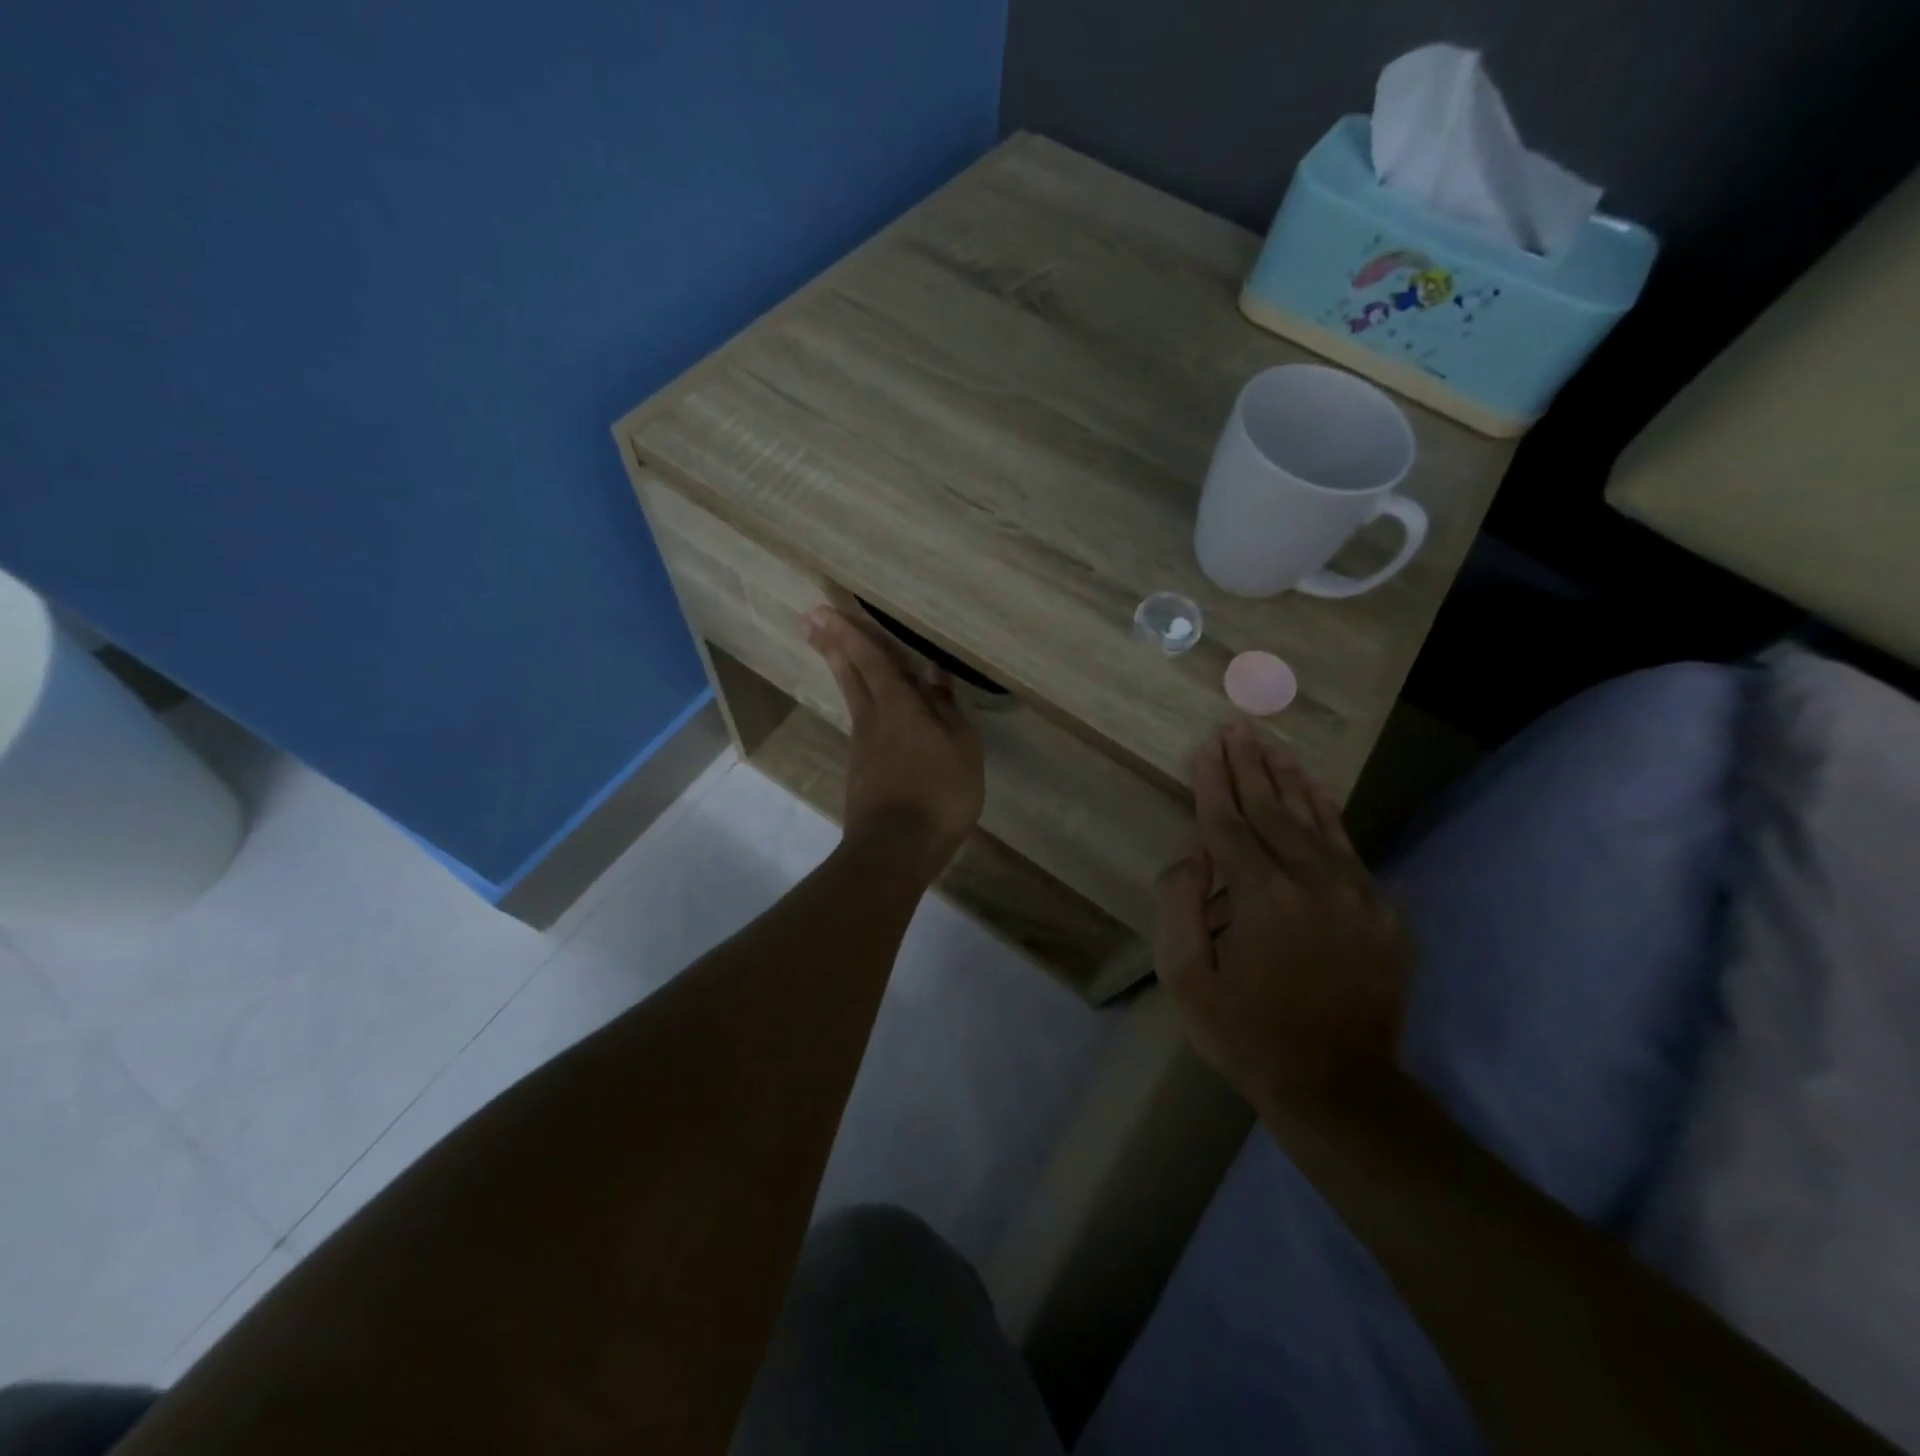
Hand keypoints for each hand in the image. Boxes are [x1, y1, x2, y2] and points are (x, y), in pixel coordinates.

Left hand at [805, 607, 984, 874]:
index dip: (849, 634)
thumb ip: (945, 708)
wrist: (896, 849)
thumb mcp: (961, 748)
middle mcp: (873, 720)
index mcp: (899, 707)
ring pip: (852, 699)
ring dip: (841, 671)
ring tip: (833, 651)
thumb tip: (931, 671)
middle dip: (832, 646)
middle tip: (810, 621)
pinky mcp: (861, 773)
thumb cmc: (939, 793)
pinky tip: (869, 712)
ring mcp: (863, 748)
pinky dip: (860, 706)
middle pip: (850, 675)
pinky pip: (861, 726)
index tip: (821, 611)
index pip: (872, 661)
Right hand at [1155, 724, 1413, 1108]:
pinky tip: (1316, 792)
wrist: (1340, 1088)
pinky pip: (1349, 847)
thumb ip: (1179, 906)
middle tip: (1236, 727)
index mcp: (1261, 897)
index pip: (1228, 823)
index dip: (1212, 782)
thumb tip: (1192, 851)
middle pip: (1272, 810)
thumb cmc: (1247, 1034)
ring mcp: (1356, 893)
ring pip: (1315, 820)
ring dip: (1289, 779)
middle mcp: (1312, 881)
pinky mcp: (1382, 910)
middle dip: (1249, 766)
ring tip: (1273, 745)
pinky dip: (1329, 813)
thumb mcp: (1186, 979)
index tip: (1205, 746)